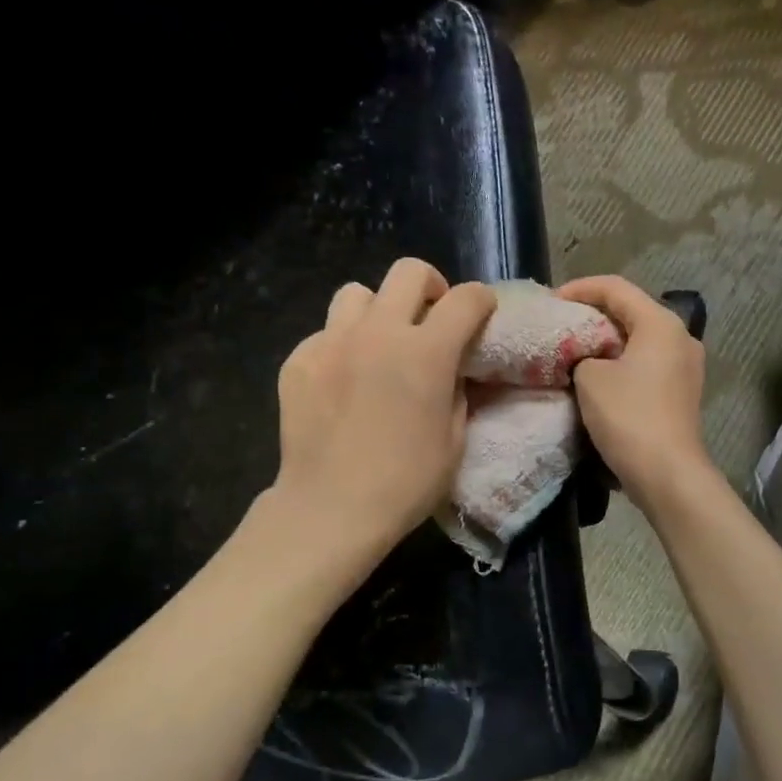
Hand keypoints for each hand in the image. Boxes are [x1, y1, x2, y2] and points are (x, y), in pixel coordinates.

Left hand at [270, 259, 496, 573]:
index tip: (483, 315)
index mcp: (426, 352)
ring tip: (381, 344)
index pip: (466, 299)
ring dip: (379, 311)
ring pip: (358, 294)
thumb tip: (452, 371)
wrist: (331, 508)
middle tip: (432, 318)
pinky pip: (326, 333)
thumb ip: (457, 391)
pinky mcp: (298, 361)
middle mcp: (379, 333)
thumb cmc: (406, 482)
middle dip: (430, 287)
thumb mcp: (454, 439)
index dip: (482, 301)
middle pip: (408, 272)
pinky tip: (344, 380)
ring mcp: (331, 342)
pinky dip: (343, 345)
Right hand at [557, 275, 712, 511]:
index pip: (616, 287)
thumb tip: (587, 358)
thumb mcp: (590, 377)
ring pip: (639, 339)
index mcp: (661, 323)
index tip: (551, 302)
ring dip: (607, 341)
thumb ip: (582, 353)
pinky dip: (621, 362)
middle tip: (560, 323)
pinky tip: (598, 375)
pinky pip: (647, 363)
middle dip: (593, 314)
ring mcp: (686, 366)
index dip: (579, 288)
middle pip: (631, 311)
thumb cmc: (628, 416)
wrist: (667, 473)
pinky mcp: (682, 392)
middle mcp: (681, 337)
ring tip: (575, 349)